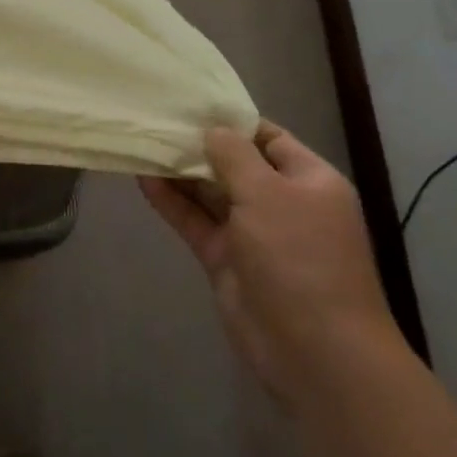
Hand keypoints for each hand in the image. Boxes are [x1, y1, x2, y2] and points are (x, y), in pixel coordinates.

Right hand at [139, 121, 404, 419]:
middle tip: (155, 120)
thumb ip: (234, 156)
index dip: (231, 121)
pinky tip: (143, 179)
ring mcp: (253, 234)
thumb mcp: (268, 193)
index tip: (190, 104)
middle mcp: (282, 203)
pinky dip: (172, 202)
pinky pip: (196, 221)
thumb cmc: (300, 258)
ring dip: (180, 172)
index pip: (268, 138)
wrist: (315, 351)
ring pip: (211, 193)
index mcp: (309, 181)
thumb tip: (212, 130)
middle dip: (199, 145)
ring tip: (142, 142)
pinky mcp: (227, 260)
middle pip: (235, 164)